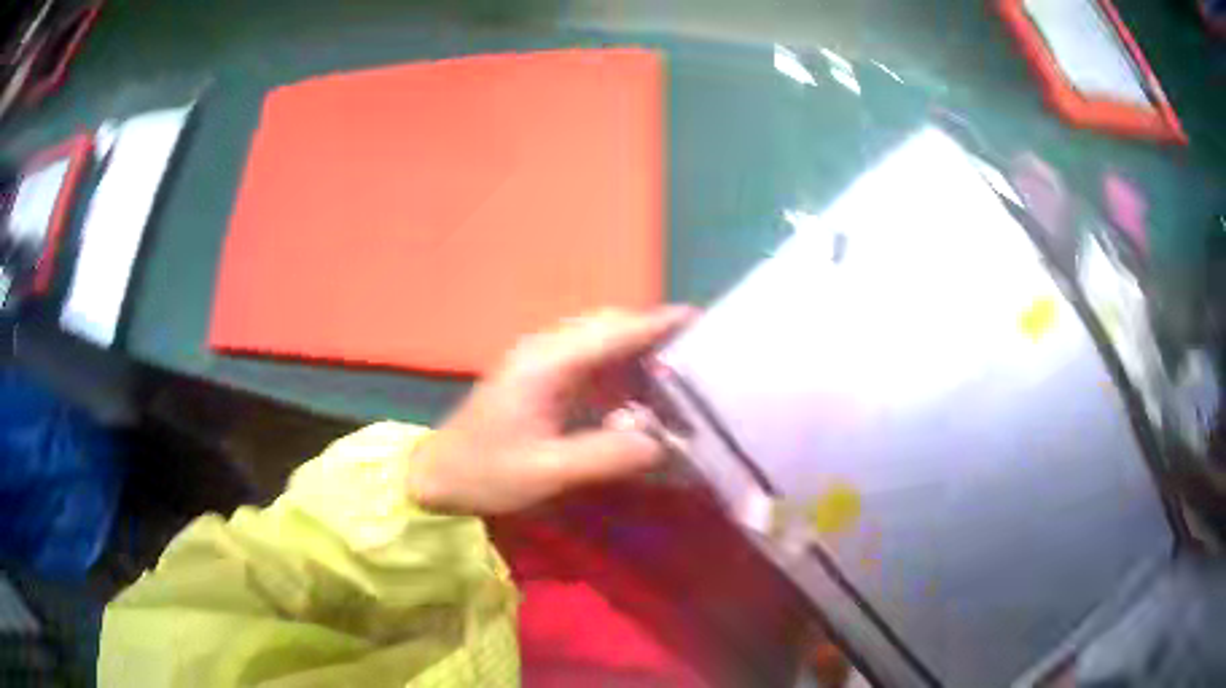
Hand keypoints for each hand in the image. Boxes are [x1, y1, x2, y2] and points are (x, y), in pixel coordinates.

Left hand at [407, 306, 695, 514]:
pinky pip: (585, 356)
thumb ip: (603, 457)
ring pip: (595, 336)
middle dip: (648, 331)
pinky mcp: (535, 375)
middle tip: (692, 351)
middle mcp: (543, 350)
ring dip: (632, 345)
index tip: (694, 318)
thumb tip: (660, 443)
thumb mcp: (545, 472)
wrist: (438, 474)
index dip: (653, 323)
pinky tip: (633, 388)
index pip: (609, 332)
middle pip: (604, 325)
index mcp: (545, 365)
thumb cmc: (486, 473)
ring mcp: (537, 360)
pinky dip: (615, 362)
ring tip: (673, 366)